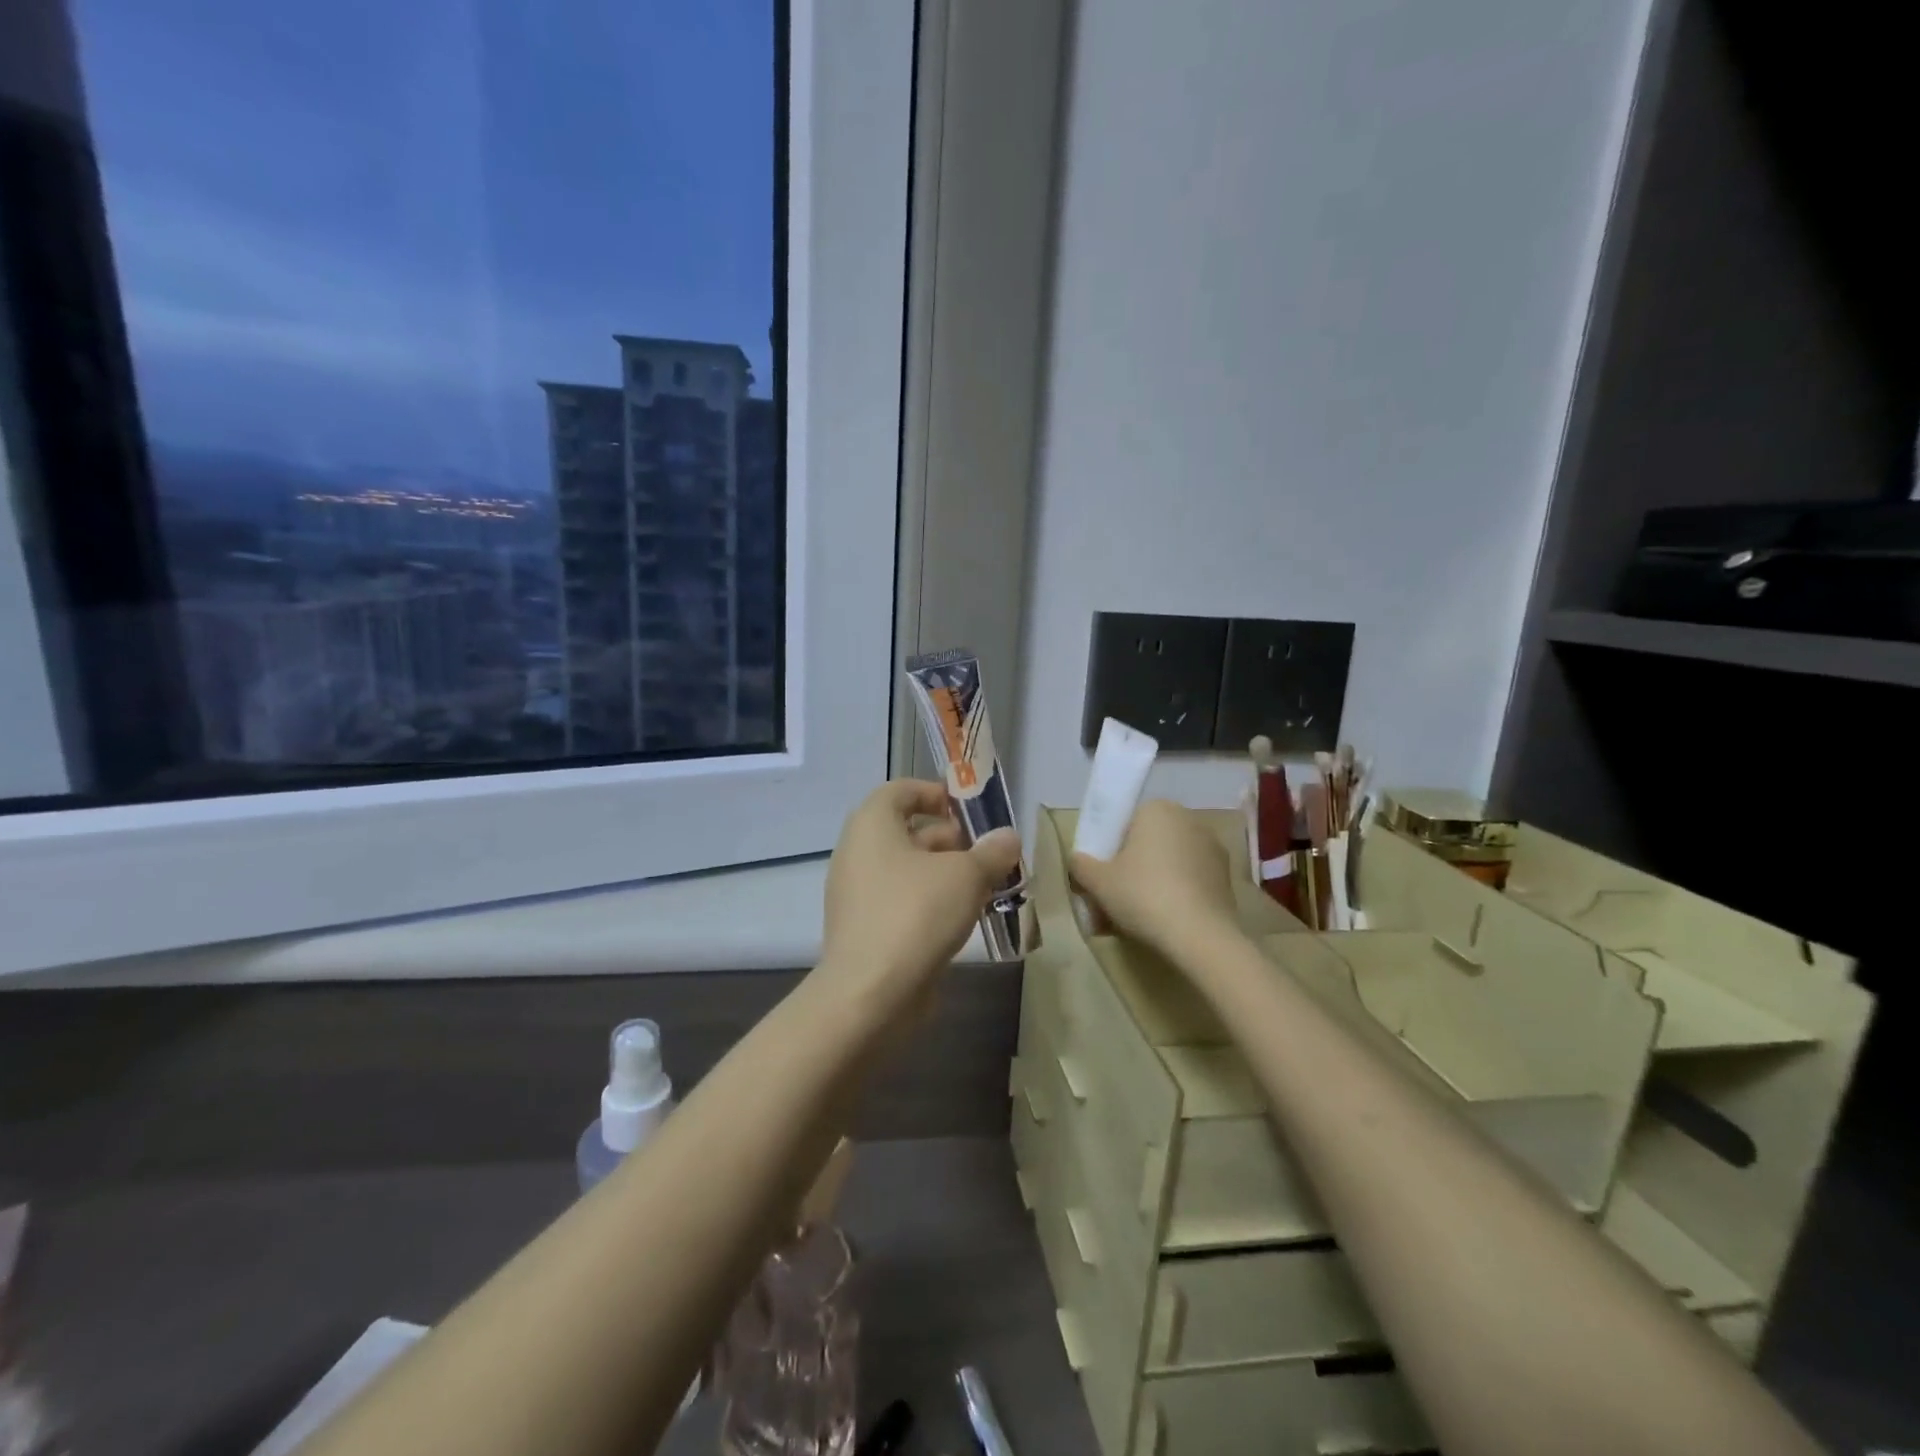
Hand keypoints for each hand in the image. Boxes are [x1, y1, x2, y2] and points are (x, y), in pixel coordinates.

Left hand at [819, 780, 1023, 1017]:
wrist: (870, 994)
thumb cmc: (916, 914)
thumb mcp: (966, 875)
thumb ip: (991, 852)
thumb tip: (1008, 838)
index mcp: (872, 825)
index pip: (900, 791)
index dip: (935, 793)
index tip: (968, 811)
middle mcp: (857, 852)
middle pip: (906, 831)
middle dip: (951, 839)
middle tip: (987, 855)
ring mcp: (857, 893)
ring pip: (906, 869)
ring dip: (945, 873)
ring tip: (985, 887)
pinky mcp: (864, 928)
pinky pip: (900, 900)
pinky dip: (929, 901)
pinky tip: (962, 918)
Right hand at [1070, 799, 1239, 956]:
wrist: (1200, 937)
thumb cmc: (1143, 895)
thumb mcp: (1098, 881)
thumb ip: (1081, 864)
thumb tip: (1078, 860)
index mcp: (1157, 809)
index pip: (1125, 822)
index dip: (1109, 848)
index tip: (1102, 875)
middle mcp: (1189, 820)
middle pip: (1148, 843)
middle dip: (1130, 867)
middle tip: (1113, 897)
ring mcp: (1212, 849)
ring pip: (1169, 863)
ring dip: (1151, 883)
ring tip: (1133, 918)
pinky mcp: (1225, 878)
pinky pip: (1189, 881)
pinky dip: (1174, 895)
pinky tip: (1160, 923)